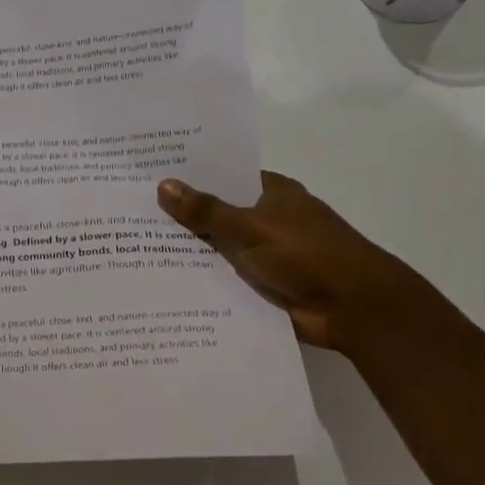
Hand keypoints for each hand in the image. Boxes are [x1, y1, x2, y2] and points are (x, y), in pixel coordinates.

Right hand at [157, 172, 435, 353]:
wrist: (355, 309)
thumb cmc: (308, 255)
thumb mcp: (251, 228)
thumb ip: (206, 210)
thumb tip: (164, 185)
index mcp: (271, 192)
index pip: (223, 175)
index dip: (189, 176)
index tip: (148, 176)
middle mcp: (267, 218)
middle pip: (216, 211)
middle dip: (181, 215)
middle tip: (130, 213)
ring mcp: (265, 252)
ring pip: (218, 246)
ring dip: (188, 250)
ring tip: (134, 246)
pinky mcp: (263, 283)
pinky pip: (224, 276)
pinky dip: (202, 278)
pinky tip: (164, 279)